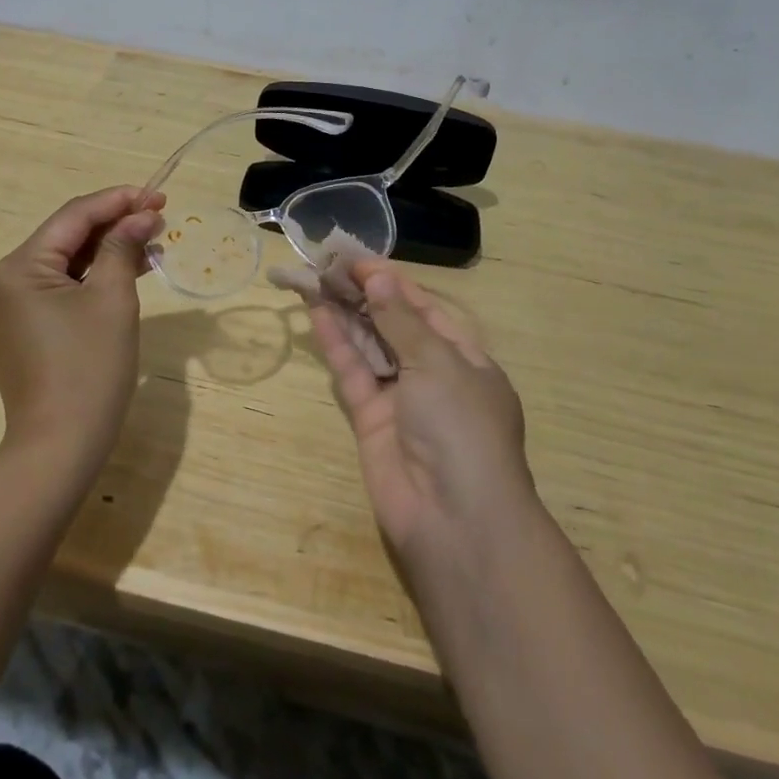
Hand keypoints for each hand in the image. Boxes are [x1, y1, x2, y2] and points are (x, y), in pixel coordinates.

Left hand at [0, 186, 164, 476]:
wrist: (59, 448)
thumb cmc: (89, 369)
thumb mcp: (113, 300)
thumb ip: (123, 247)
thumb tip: (141, 214)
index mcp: (17, 267)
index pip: (72, 217)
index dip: (117, 200)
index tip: (157, 195)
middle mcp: (2, 281)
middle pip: (65, 237)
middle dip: (113, 225)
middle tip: (158, 217)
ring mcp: (6, 307)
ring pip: (63, 263)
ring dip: (105, 251)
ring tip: (150, 241)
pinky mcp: (18, 329)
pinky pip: (56, 289)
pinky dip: (89, 278)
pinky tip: (125, 270)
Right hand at [307, 261, 533, 583]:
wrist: (455, 521)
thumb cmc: (461, 428)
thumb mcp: (438, 363)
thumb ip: (400, 319)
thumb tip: (378, 276)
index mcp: (465, 359)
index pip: (424, 308)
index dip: (391, 280)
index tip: (355, 258)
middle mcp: (433, 376)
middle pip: (392, 324)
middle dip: (362, 294)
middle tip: (326, 264)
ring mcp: (400, 399)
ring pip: (368, 345)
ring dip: (344, 312)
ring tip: (314, 279)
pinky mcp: (370, 420)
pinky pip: (353, 373)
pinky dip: (336, 344)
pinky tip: (317, 313)